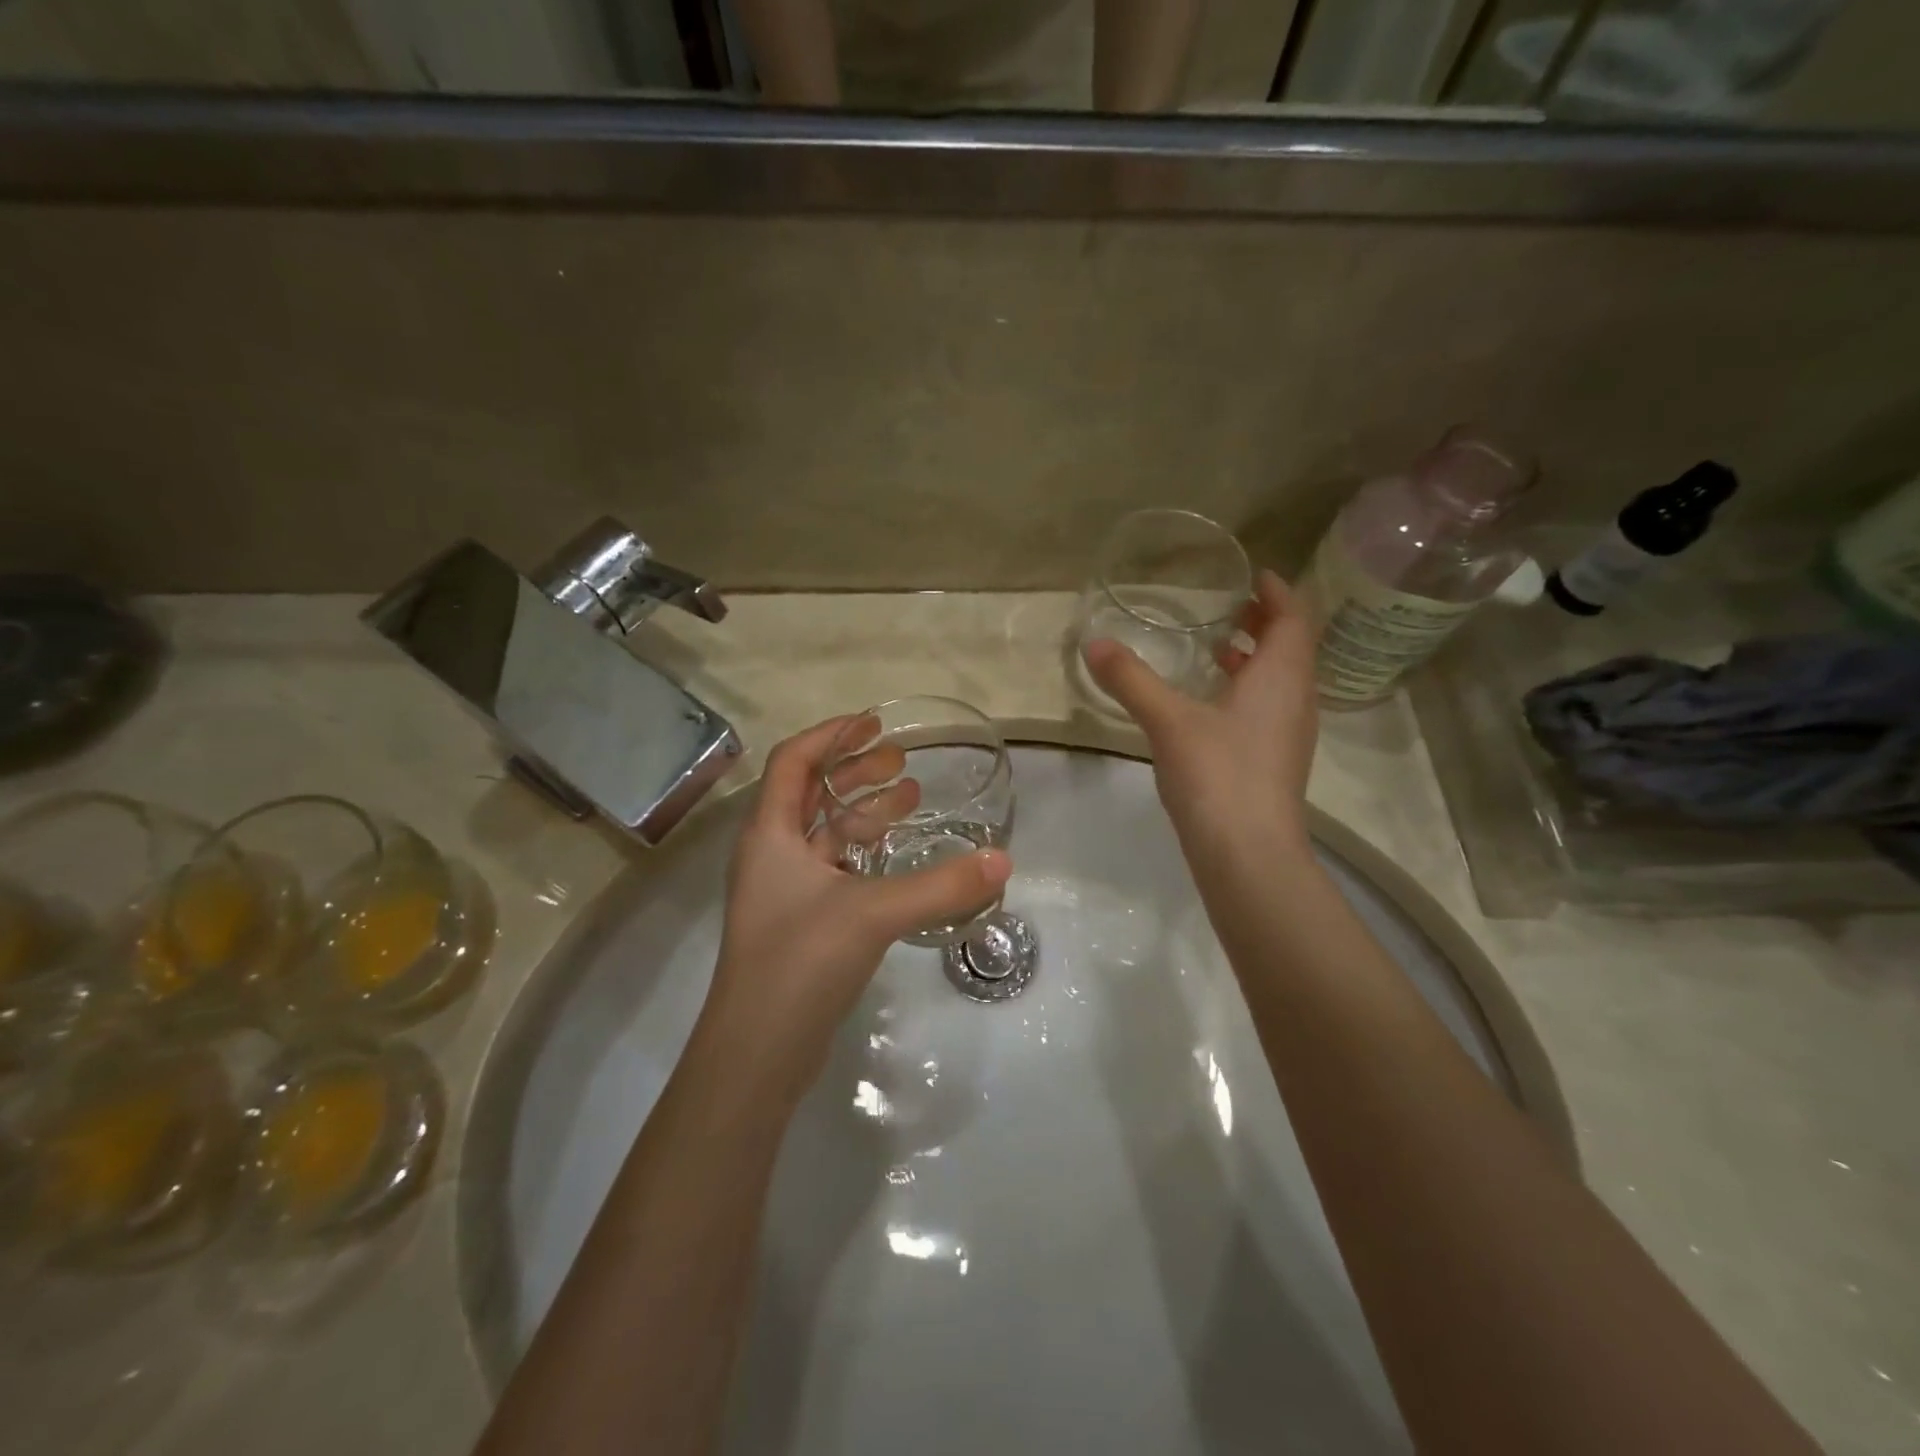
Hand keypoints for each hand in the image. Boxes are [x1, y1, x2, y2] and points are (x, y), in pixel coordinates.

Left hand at [693, 716, 1011, 1103]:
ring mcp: (785, 891)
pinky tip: (900, 859)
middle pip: (811, 794)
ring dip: (865, 812)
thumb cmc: (800, 962)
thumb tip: (1002, 861)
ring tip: (912, 798)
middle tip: (902, 760)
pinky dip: (866, 854)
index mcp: (770, 834)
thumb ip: (939, 886)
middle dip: (855, 771)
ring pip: (826, 834)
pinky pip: (836, 870)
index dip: (831, 735)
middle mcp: (771, 854)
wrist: (757, 1053)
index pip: (794, 760)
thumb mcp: (873, 913)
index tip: (874, 723)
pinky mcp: (802, 923)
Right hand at [1083, 569, 1318, 859]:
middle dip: (1265, 623)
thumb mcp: (1167, 720)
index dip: (1277, 592)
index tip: (1254, 575)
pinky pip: (1269, 709)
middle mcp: (1296, 700)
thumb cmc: (1218, 774)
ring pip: (1281, 682)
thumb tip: (1094, 643)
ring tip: (1218, 650)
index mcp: (1281, 677)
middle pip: (1292, 648)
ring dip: (1256, 660)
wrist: (1248, 854)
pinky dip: (1248, 692)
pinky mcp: (1276, 763)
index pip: (1294, 618)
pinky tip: (1211, 706)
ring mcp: (1290, 735)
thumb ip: (1131, 680)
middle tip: (1231, 608)